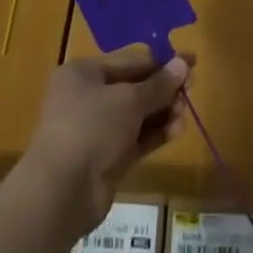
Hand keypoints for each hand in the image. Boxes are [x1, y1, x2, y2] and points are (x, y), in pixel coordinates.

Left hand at [20, 45, 191, 236]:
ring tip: (184, 116)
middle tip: (191, 92)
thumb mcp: (128, 100)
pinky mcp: (107, 157)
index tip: (192, 62)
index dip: (162, 61)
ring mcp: (97, 129)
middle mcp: (88, 96)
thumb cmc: (91, 128)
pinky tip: (176, 131)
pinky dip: (155, 134)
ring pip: (137, 114)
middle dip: (163, 89)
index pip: (130, 60)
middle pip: (134, 86)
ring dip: (163, 112)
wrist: (61, 192)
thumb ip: (158, 84)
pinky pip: (136, 138)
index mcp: (84, 72)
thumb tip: (183, 63)